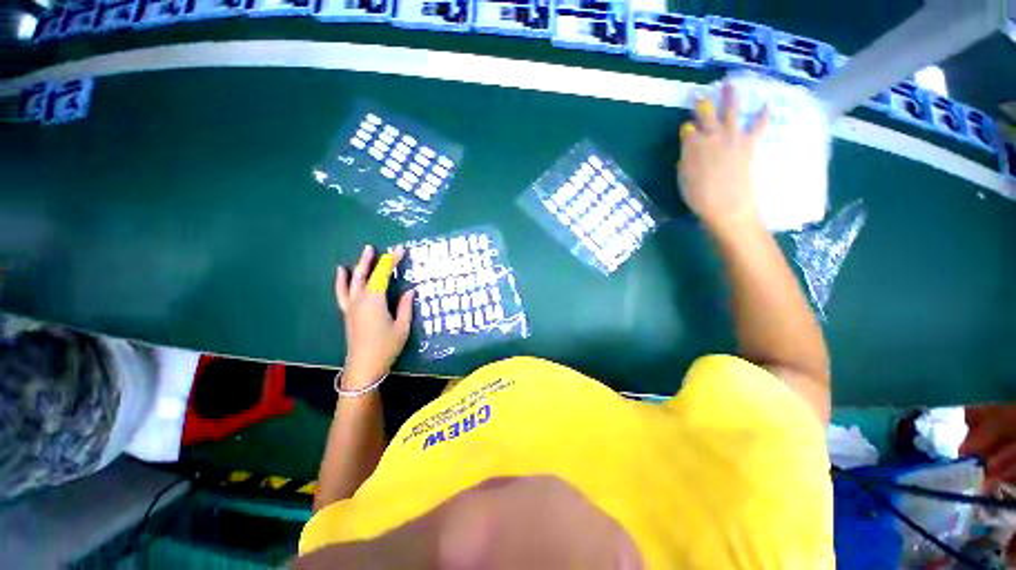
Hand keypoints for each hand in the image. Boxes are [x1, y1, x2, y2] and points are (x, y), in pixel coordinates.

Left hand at [335, 245, 414, 388]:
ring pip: (353, 281)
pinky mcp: (348, 313)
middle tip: (379, 247)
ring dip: (358, 266)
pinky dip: (342, 281)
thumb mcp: (402, 327)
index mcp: (374, 300)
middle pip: (366, 274)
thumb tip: (410, 290)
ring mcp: (351, 306)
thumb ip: (406, 306)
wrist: (364, 367)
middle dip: (373, 260)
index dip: (391, 261)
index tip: (400, 250)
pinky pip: (343, 292)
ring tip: (364, 253)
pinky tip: (342, 272)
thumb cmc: (386, 347)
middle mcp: (360, 299)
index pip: (383, 274)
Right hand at [678, 82, 768, 232]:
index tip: (686, 128)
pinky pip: (757, 127)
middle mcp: (711, 136)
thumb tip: (689, 149)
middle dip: (702, 104)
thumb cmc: (698, 196)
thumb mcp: (683, 178)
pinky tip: (767, 104)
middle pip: (706, 115)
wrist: (725, 204)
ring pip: (730, 112)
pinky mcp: (748, 144)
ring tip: (730, 84)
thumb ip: (686, 159)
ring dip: (730, 97)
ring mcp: (732, 138)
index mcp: (691, 145)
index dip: (687, 128)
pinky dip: (763, 115)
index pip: (687, 130)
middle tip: (700, 94)